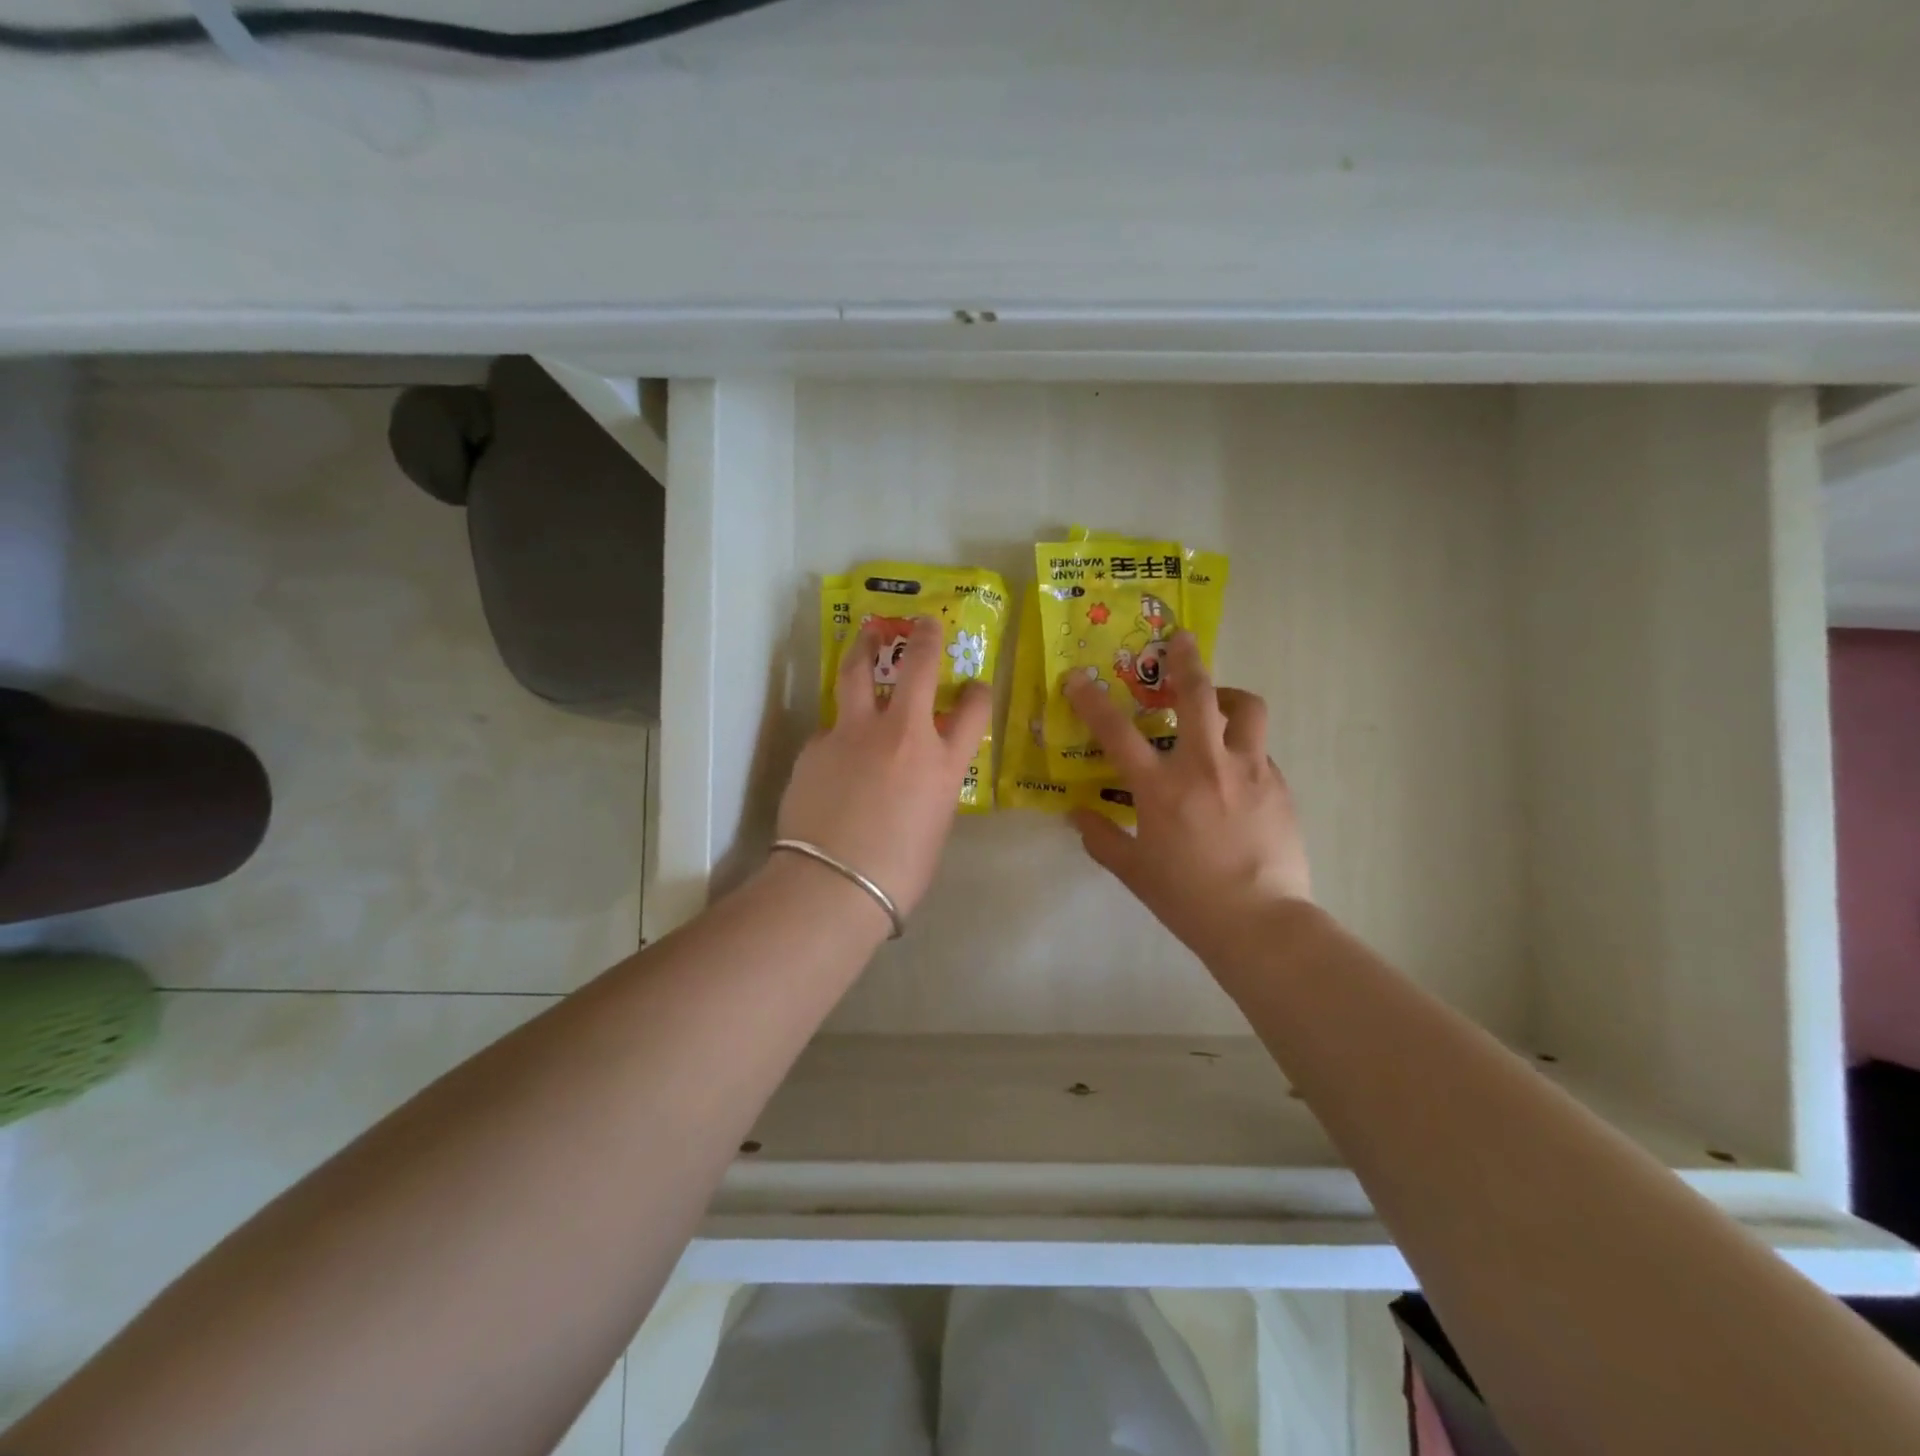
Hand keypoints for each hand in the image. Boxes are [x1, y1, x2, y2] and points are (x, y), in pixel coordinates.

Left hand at [776, 616, 991, 919]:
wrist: (834, 884)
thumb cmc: (898, 872)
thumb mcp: (933, 827)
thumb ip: (930, 790)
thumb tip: (916, 779)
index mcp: (942, 763)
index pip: (973, 711)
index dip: (978, 693)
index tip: (975, 686)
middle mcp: (901, 735)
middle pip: (917, 668)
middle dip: (924, 639)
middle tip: (923, 623)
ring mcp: (854, 734)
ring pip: (858, 675)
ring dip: (864, 650)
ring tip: (865, 637)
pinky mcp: (816, 745)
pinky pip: (830, 730)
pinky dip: (837, 734)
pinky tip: (832, 754)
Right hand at [1066, 632, 1309, 966]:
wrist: (1260, 923)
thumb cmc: (1188, 899)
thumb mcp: (1134, 871)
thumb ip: (1101, 837)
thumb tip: (1077, 814)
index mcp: (1160, 788)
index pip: (1116, 731)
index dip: (1092, 699)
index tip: (1078, 676)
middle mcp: (1204, 766)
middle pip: (1196, 694)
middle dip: (1185, 659)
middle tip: (1180, 640)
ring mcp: (1248, 771)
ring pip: (1246, 709)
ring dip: (1229, 697)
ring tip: (1219, 704)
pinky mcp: (1278, 785)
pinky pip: (1260, 751)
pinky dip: (1244, 748)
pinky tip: (1237, 771)